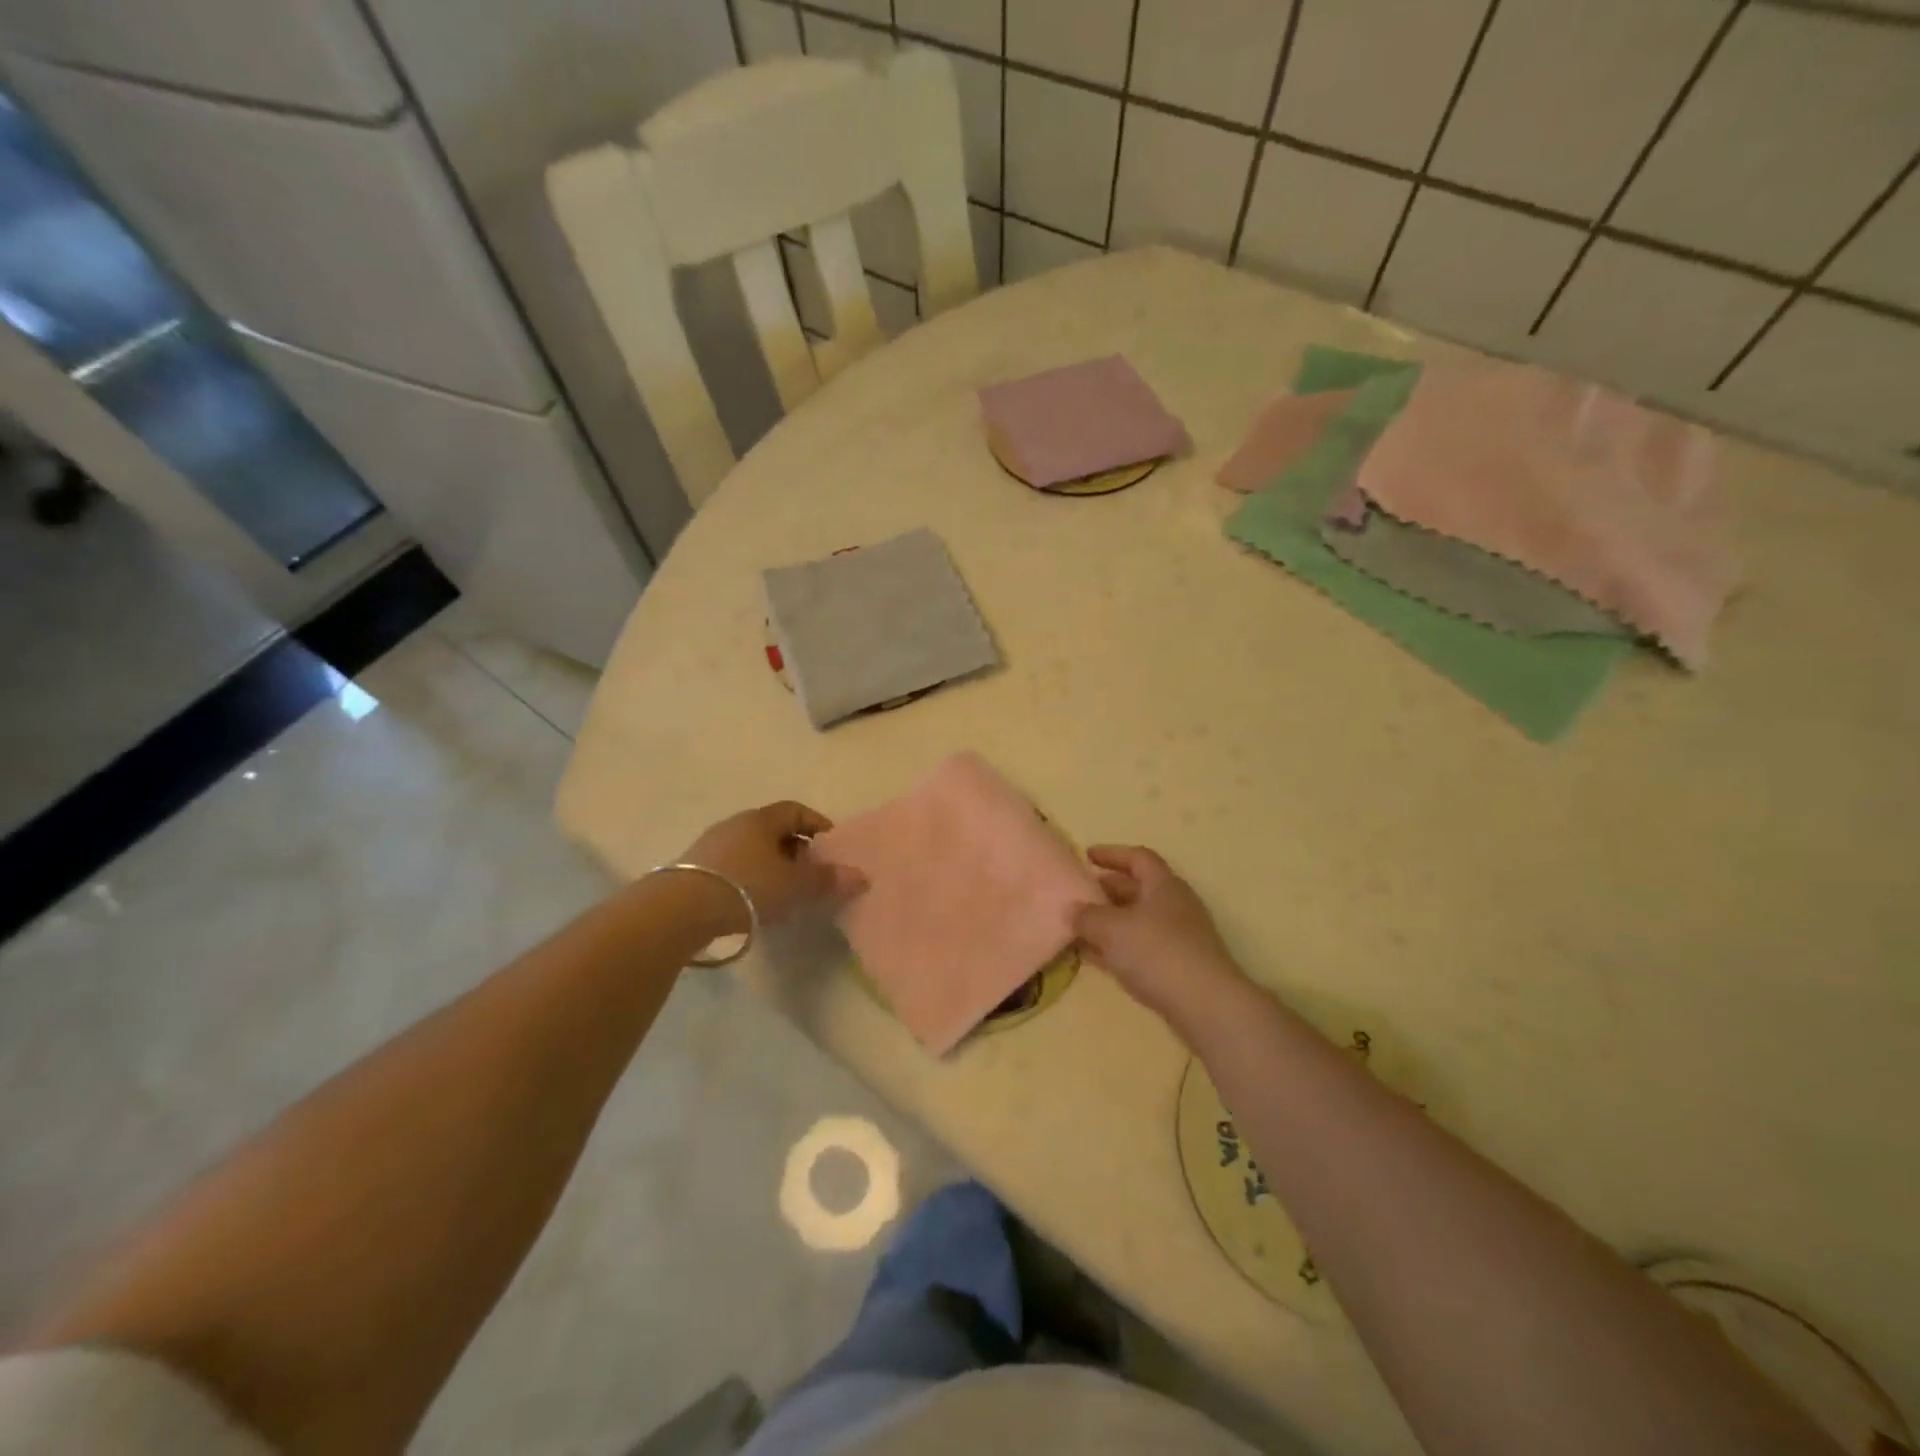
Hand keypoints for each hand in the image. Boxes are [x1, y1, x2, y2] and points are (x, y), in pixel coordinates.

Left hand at [680, 801, 866, 929]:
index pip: (796, 810)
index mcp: (761, 820)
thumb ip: (827, 880)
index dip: (817, 825)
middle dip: (796, 850)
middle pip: (773, 831)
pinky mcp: (693, 870)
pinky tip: (754, 904)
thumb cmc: (746, 887)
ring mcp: (710, 846)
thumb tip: (862, 876)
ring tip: (785, 894)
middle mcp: (735, 825)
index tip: (832, 847)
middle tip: (812, 874)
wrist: (679, 910)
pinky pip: (732, 868)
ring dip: (771, 867)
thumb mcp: (794, 885)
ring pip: (752, 850)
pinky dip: (749, 880)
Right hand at [1074, 845, 1244, 1024]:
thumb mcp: (1111, 929)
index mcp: (1163, 885)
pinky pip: (1140, 948)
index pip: (1138, 858)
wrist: (1205, 1005)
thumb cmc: (1156, 952)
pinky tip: (1094, 957)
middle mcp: (1174, 906)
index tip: (1087, 856)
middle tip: (1078, 895)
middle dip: (1106, 890)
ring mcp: (1178, 939)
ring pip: (1137, 922)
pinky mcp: (1177, 967)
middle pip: (1137, 889)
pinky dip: (1117, 948)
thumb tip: (1072, 910)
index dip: (1112, 854)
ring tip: (1079, 927)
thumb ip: (1087, 916)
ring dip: (1109, 922)